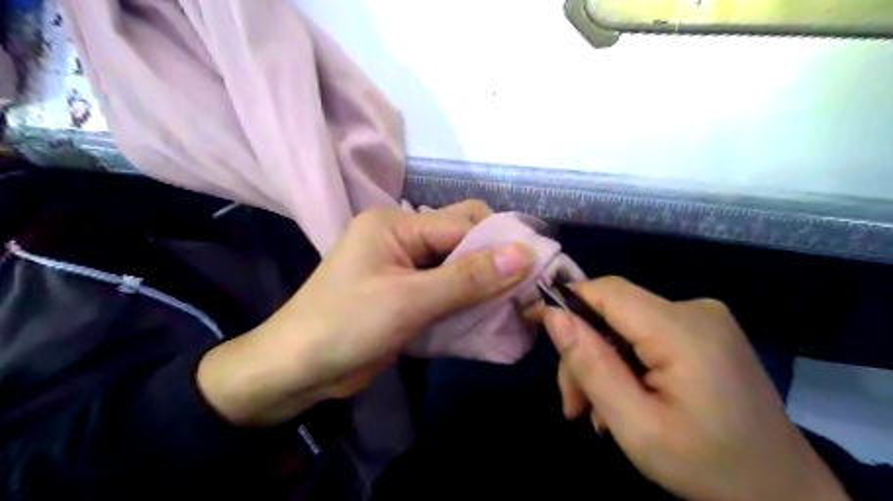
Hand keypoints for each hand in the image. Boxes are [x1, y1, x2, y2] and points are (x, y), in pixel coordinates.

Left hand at [196, 201, 528, 428]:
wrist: (296, 371)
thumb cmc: (344, 328)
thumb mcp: (409, 301)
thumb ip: (467, 278)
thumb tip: (525, 254)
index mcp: (396, 224)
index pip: (462, 222)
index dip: (501, 242)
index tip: (538, 267)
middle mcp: (402, 236)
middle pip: (461, 238)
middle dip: (494, 260)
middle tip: (527, 287)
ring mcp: (404, 265)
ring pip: (457, 264)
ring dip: (484, 282)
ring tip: (515, 301)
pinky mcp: (406, 292)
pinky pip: (446, 286)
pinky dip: (467, 298)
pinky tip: (488, 313)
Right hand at [541, 276, 845, 500]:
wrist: (786, 494)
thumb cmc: (709, 467)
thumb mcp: (637, 427)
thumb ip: (592, 366)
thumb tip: (553, 315)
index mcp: (682, 330)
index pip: (607, 291)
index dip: (566, 300)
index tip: (533, 323)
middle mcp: (695, 310)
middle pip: (612, 311)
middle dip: (584, 352)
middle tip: (573, 405)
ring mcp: (703, 319)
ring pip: (623, 324)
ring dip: (602, 362)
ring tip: (595, 413)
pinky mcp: (703, 331)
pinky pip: (644, 333)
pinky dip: (624, 361)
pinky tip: (623, 399)